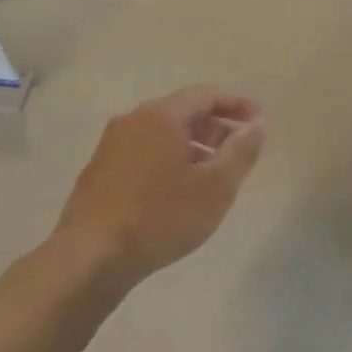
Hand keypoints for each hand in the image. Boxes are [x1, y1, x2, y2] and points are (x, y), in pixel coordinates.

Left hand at [54, 87, 265, 281]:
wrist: (91, 256)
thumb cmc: (161, 217)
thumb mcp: (216, 186)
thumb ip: (241, 150)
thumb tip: (257, 123)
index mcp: (161, 115)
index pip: (207, 94)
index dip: (238, 105)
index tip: (260, 123)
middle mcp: (133, 119)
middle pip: (184, 110)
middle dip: (217, 126)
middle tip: (241, 152)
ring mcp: (112, 144)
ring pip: (163, 132)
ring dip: (194, 145)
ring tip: (215, 174)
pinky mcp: (100, 169)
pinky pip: (145, 150)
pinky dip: (170, 158)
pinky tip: (180, 188)